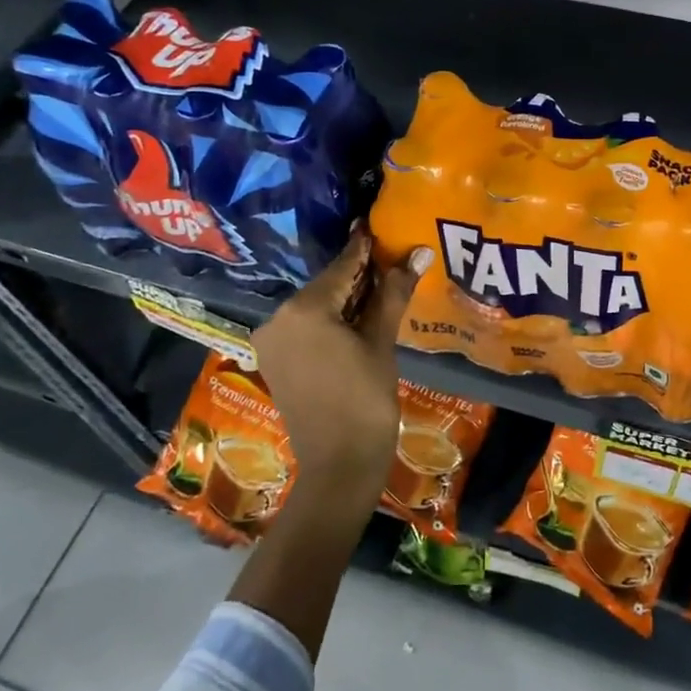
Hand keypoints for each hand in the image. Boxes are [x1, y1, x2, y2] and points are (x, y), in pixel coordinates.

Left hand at [253, 227, 428, 486]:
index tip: (376, 225)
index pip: (341, 267)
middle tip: (389, 258)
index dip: (363, 247)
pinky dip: (329, 318)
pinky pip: (304, 326)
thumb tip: (418, 252)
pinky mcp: (273, 358)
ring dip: (345, 297)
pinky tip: (356, 316)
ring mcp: (271, 339)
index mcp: (304, 309)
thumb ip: (393, 293)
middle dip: (357, 274)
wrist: (339, 466)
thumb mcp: (381, 343)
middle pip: (326, 285)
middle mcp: (278, 317)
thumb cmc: (366, 401)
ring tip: (380, 286)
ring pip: (314, 306)